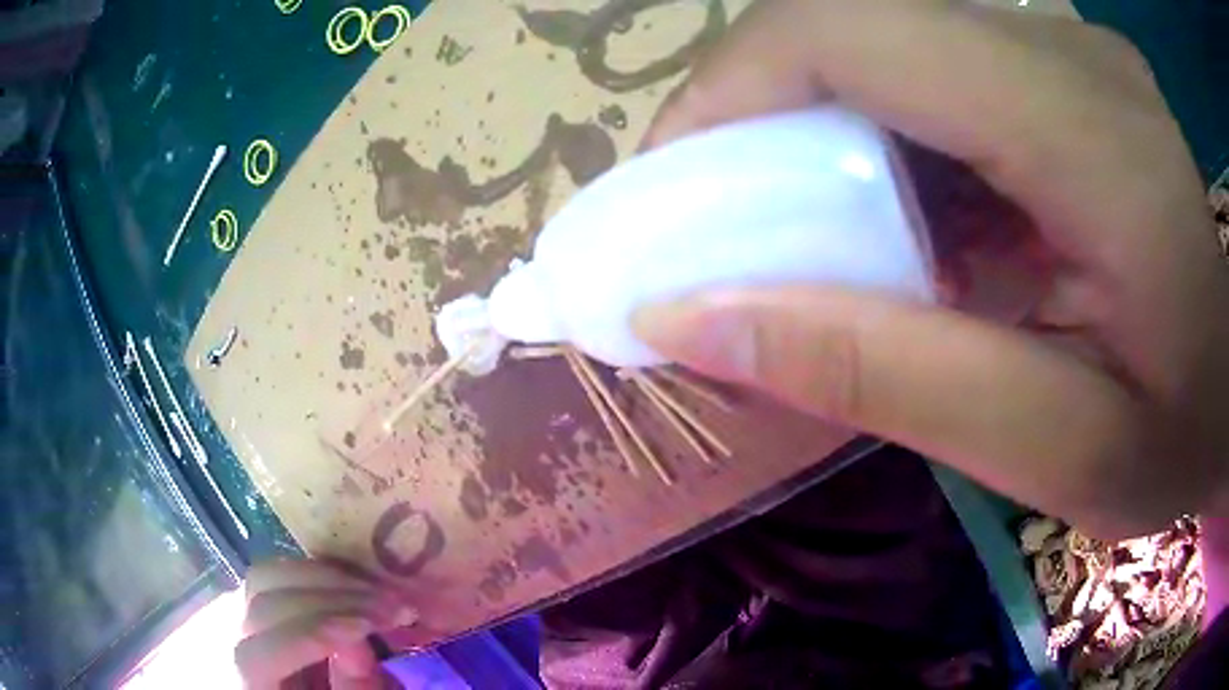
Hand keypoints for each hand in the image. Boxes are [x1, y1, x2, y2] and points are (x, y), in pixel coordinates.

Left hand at [236, 559, 416, 688]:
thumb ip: (351, 687)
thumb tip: (359, 639)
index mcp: (246, 681)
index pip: (258, 656)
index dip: (306, 639)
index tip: (365, 629)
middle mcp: (229, 638)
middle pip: (262, 604)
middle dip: (331, 601)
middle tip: (393, 606)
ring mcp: (236, 611)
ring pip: (266, 575)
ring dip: (326, 578)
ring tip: (377, 590)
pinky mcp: (254, 597)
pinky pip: (277, 573)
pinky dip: (316, 573)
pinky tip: (352, 581)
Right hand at [633, 0, 1228, 538]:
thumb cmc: (1175, 437)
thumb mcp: (1052, 451)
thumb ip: (882, 380)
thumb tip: (690, 324)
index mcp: (1089, 131)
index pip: (853, 29)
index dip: (731, 88)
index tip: (670, 190)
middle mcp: (1067, 52)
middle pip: (853, 26)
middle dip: (753, 114)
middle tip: (714, 223)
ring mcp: (1067, 51)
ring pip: (883, 45)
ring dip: (814, 131)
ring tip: (797, 234)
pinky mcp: (1063, 71)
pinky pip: (930, 72)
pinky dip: (877, 138)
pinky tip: (896, 222)